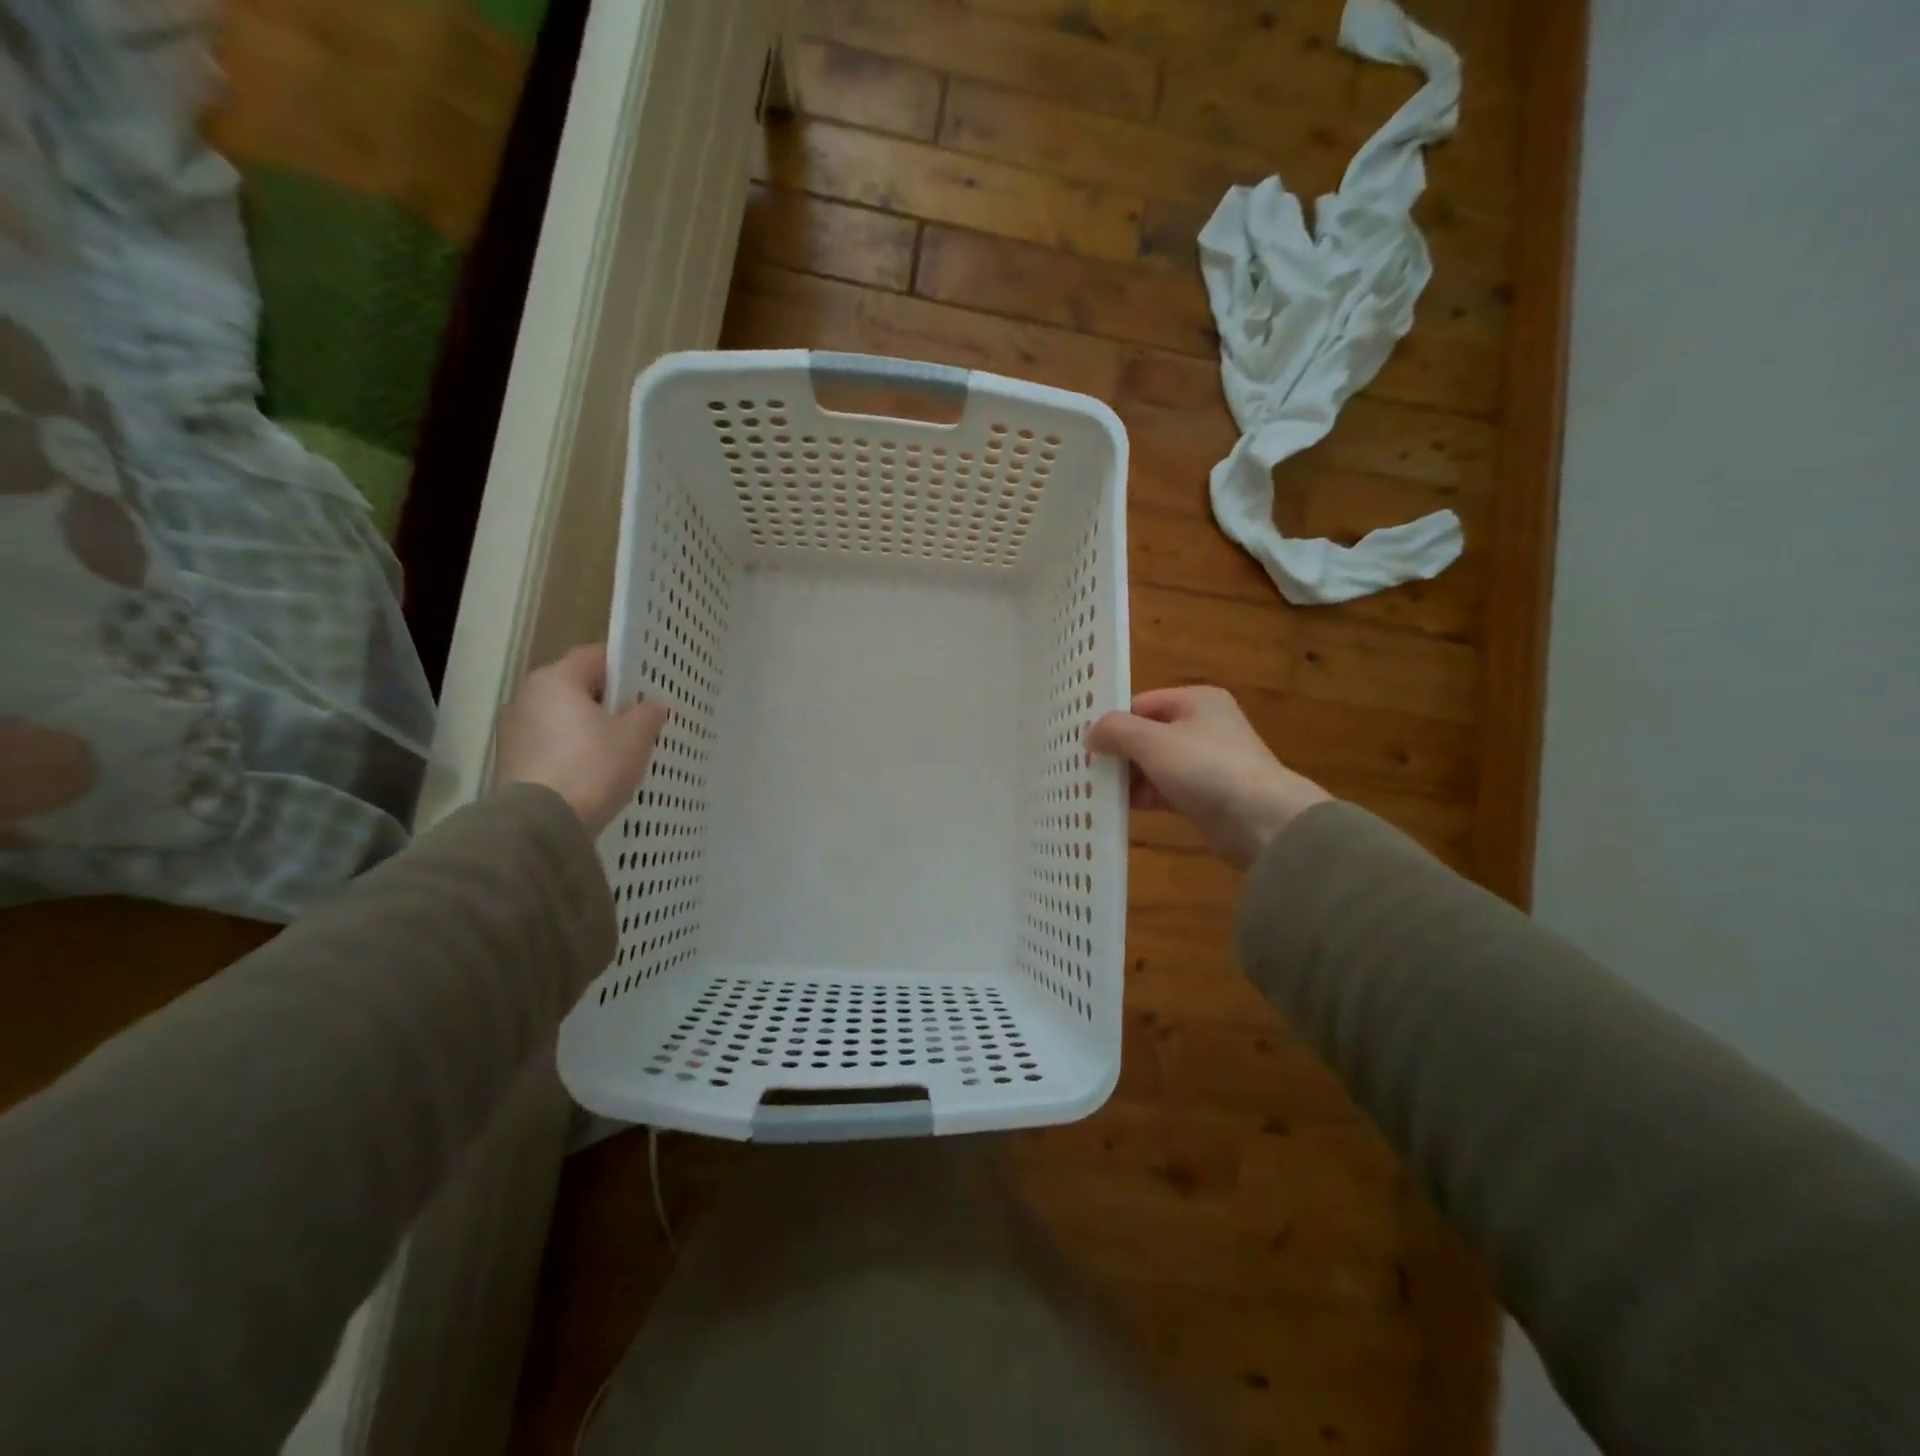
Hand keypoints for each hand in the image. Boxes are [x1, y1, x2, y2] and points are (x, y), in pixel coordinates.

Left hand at [496, 644, 667, 835]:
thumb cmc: (593, 766)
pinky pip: (550, 744)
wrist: (543, 823)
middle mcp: (527, 696)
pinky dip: (571, 750)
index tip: (647, 683)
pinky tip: (593, 770)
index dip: (624, 665)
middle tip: (638, 717)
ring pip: (562, 717)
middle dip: (606, 699)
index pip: (594, 656)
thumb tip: (651, 705)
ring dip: (587, 726)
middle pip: (575, 686)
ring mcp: (514, 730)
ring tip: (618, 748)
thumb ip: (647, 714)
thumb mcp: (635, 737)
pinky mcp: (511, 761)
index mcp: (556, 679)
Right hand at [1087, 686, 1330, 867]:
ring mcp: (1207, 762)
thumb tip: (1090, 734)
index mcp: (1197, 700)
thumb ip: (1116, 731)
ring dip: (1128, 777)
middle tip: (1083, 768)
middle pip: (1147, 734)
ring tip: (1093, 790)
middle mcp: (1204, 726)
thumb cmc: (1206, 768)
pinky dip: (1144, 796)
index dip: (1114, 721)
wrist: (1262, 821)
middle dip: (1118, 752)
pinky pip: (1165, 789)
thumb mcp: (1153, 742)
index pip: (1142, 703)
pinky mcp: (1206, 795)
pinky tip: (1117, 808)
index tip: (1085, 743)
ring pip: (1155, 764)